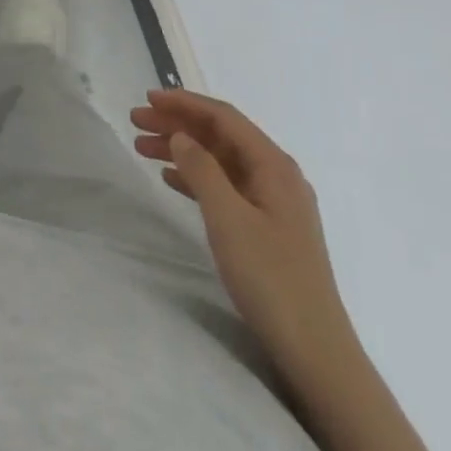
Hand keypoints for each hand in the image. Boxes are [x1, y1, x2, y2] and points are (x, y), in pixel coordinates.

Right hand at [130, 88, 358, 384]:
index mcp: (274, 165)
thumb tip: (180, 135)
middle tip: (136, 121)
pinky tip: (171, 179)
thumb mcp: (228, 219)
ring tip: (142, 147)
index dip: (184, 103)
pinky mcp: (267, 227)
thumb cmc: (270, 278)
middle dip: (178, 124)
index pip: (224, 118)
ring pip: (220, 161)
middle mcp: (276, 175)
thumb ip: (201, 170)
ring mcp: (273, 202)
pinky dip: (196, 177)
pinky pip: (225, 186)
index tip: (147, 98)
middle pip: (220, 136)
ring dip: (182, 150)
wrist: (315, 351)